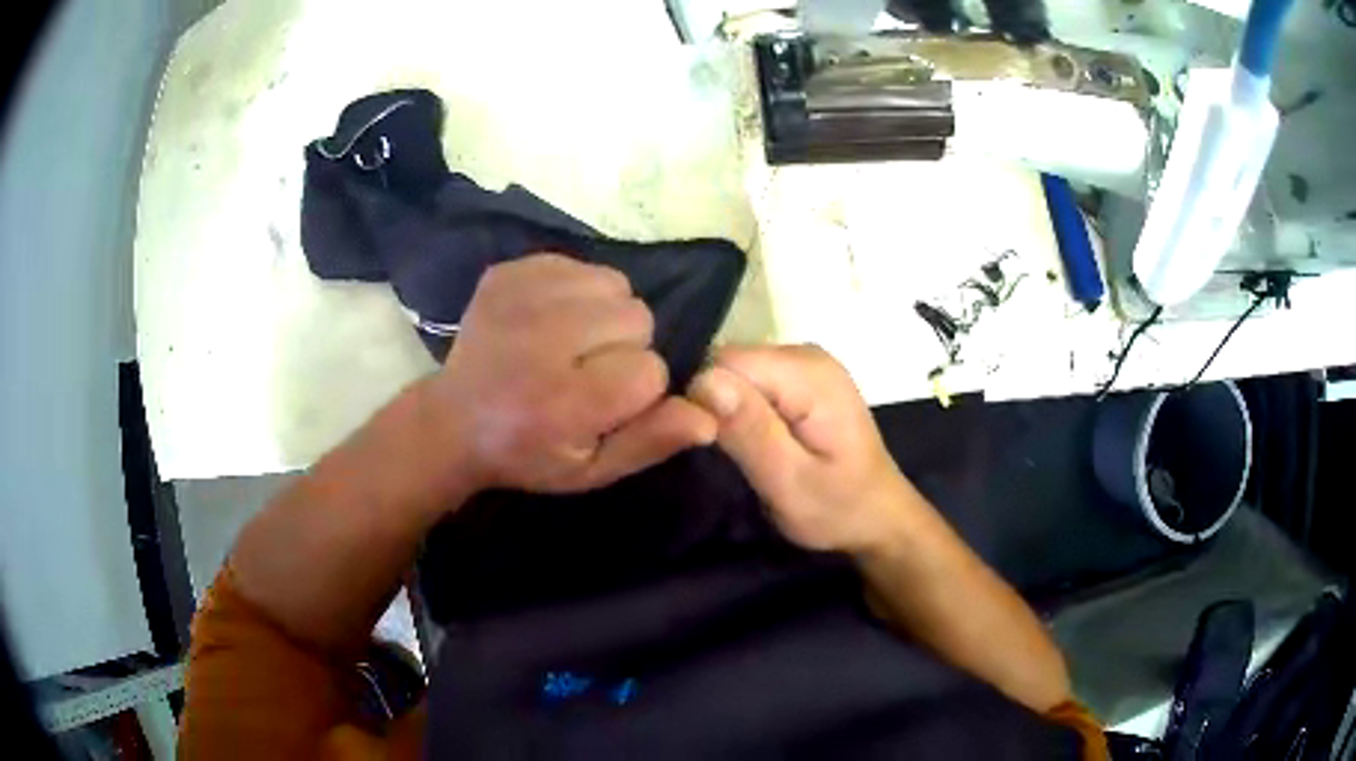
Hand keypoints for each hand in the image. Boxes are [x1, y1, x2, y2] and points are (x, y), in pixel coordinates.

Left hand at [431, 254, 716, 493]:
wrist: (453, 420)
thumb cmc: (528, 454)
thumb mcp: (591, 470)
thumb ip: (650, 443)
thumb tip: (710, 416)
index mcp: (563, 401)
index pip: (651, 372)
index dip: (639, 392)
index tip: (606, 405)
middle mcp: (542, 340)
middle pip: (638, 318)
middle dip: (625, 348)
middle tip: (587, 372)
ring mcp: (520, 297)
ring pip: (615, 285)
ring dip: (607, 314)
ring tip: (573, 342)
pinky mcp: (507, 272)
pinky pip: (580, 264)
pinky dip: (579, 290)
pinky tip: (551, 320)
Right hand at [688, 345, 912, 552]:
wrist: (880, 516)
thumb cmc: (838, 508)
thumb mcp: (789, 482)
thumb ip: (749, 431)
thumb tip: (703, 382)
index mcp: (807, 373)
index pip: (724, 363)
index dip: (705, 401)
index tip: (713, 447)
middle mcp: (806, 354)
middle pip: (730, 363)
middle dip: (718, 406)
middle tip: (732, 456)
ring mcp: (806, 362)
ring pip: (738, 373)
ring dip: (731, 411)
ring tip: (747, 453)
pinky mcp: (803, 376)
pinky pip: (754, 381)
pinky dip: (746, 410)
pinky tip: (760, 441)